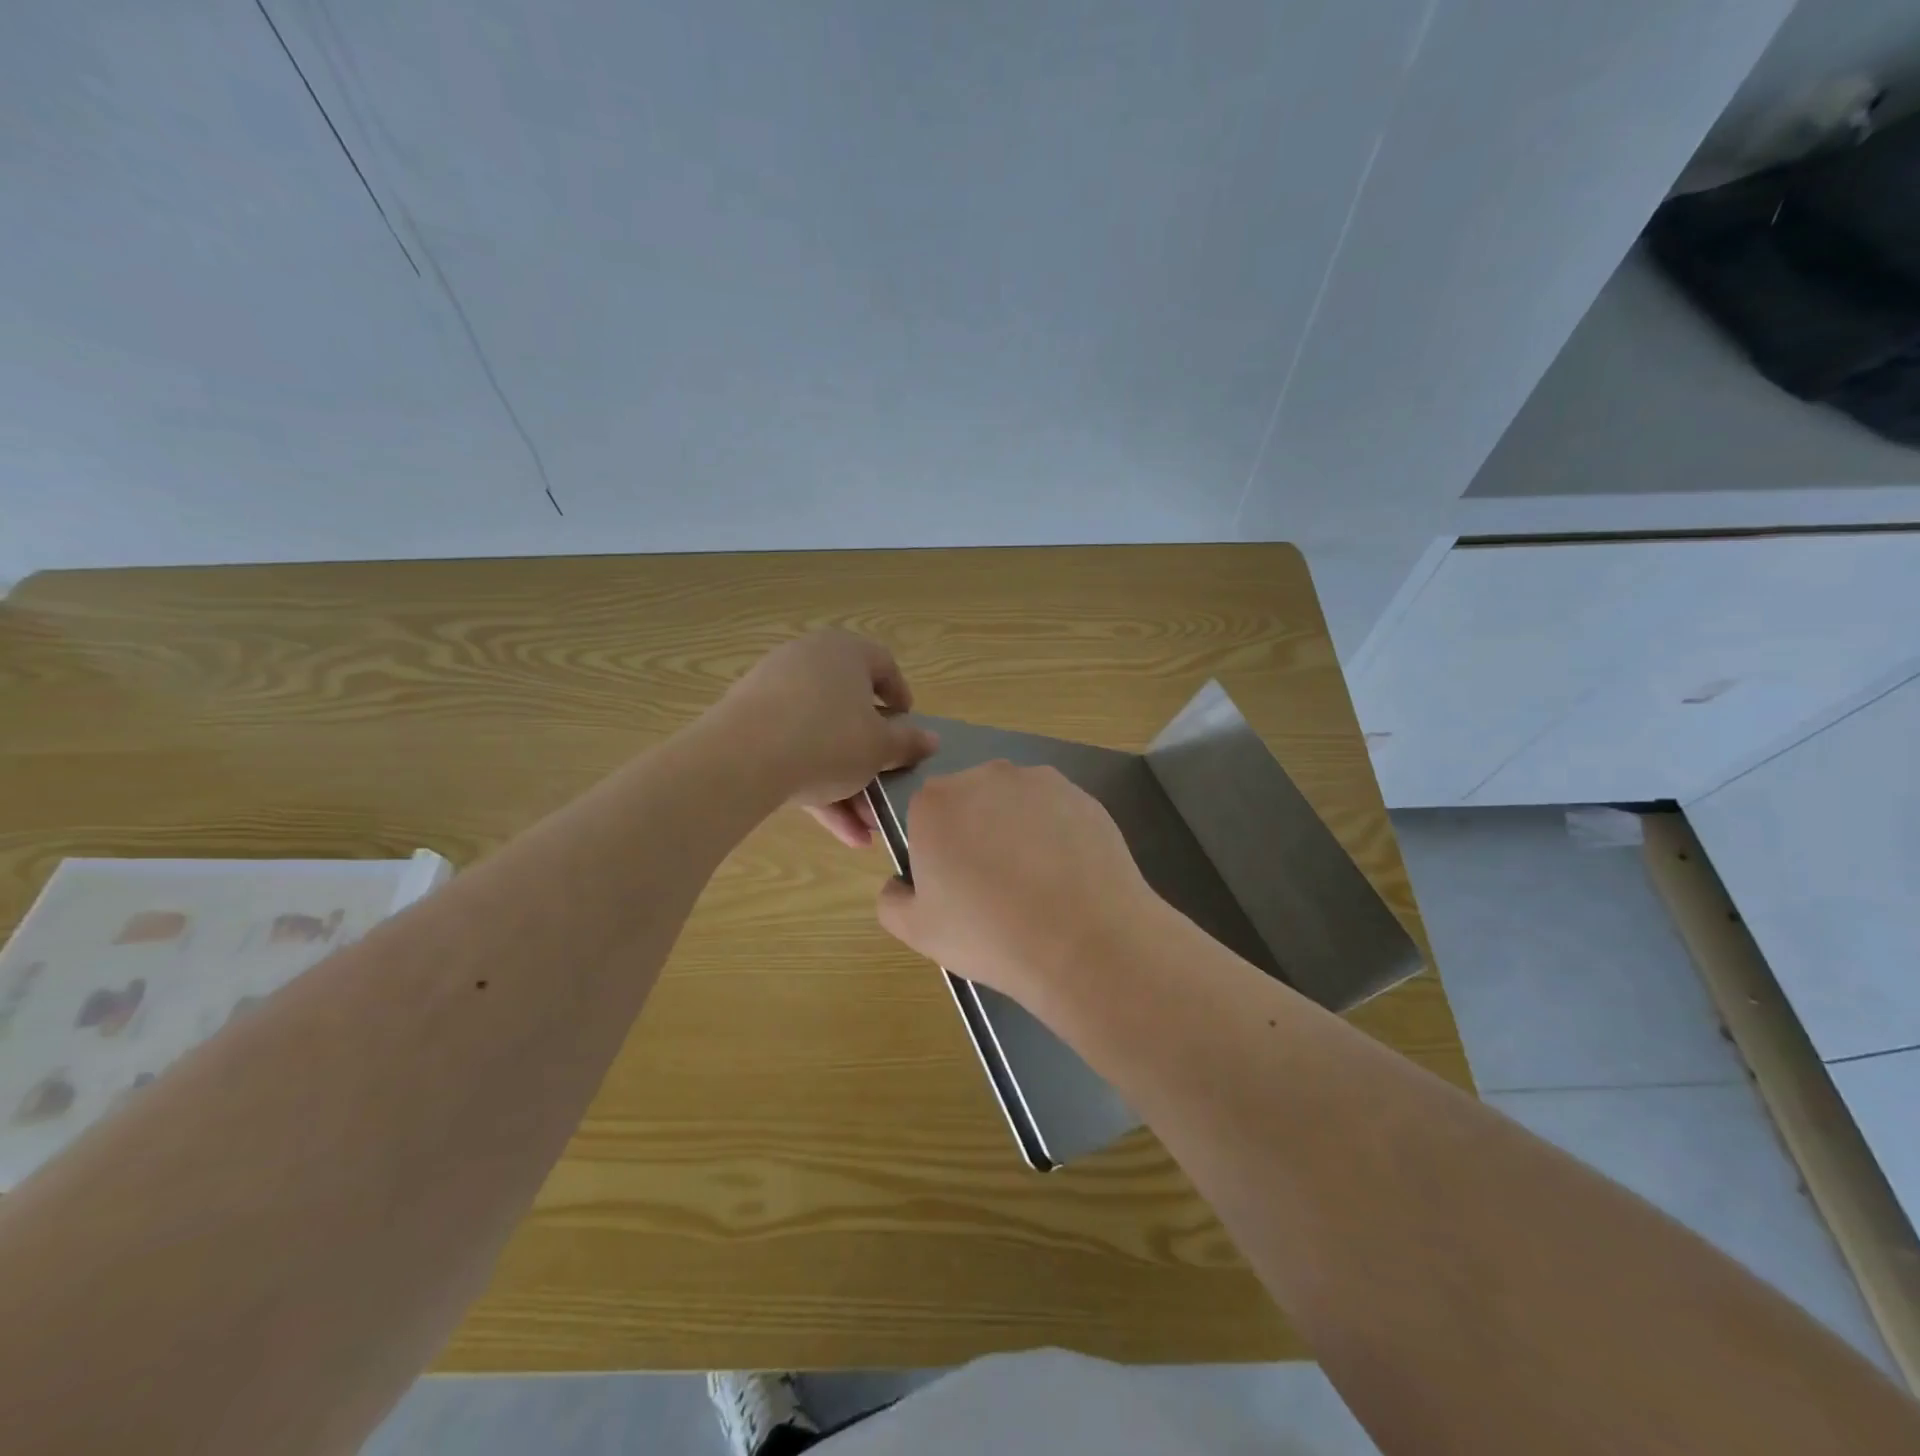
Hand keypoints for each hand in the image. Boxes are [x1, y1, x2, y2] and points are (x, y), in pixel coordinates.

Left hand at [713, 630, 937, 846]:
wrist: (741, 760)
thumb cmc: (828, 739)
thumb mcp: (879, 747)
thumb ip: (908, 743)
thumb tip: (931, 739)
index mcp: (844, 652)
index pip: (883, 665)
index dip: (901, 698)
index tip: (909, 730)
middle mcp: (807, 662)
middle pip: (850, 712)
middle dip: (871, 761)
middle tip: (886, 792)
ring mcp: (773, 694)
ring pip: (822, 740)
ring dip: (847, 785)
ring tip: (864, 831)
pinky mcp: (748, 727)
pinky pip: (793, 754)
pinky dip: (817, 788)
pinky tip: (840, 833)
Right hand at [874, 761, 1163, 1005]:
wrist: (1086, 943)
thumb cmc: (990, 935)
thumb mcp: (916, 931)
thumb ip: (891, 898)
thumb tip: (901, 881)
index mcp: (936, 802)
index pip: (925, 817)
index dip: (937, 853)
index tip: (955, 887)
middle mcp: (985, 776)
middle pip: (970, 803)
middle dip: (976, 834)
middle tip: (994, 887)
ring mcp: (1039, 781)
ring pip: (1015, 805)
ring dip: (1016, 831)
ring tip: (1037, 884)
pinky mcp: (1082, 795)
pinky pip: (1055, 813)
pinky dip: (1056, 836)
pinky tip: (1067, 876)